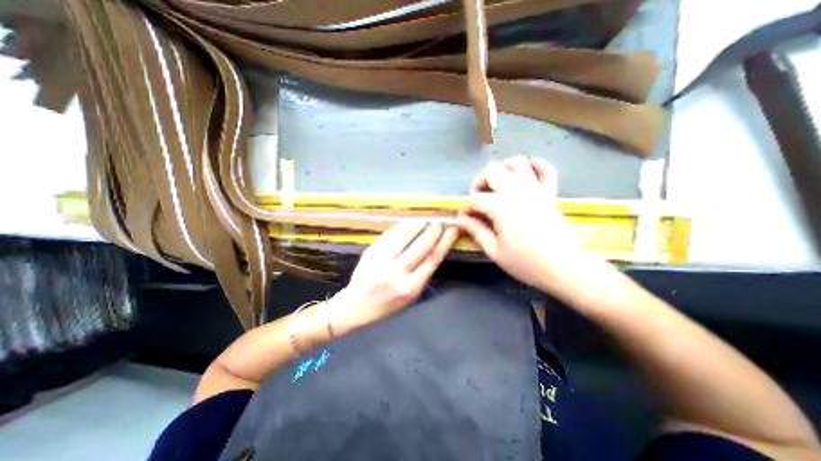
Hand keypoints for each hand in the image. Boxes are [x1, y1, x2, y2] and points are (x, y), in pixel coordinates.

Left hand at [330, 221, 457, 331]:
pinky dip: (402, 226)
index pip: (432, 259)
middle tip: (440, 222)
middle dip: (433, 231)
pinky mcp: (371, 251)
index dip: (445, 242)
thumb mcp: (411, 296)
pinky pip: (390, 234)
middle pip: (421, 245)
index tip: (452, 230)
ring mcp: (382, 260)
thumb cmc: (387, 305)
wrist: (356, 305)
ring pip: (404, 236)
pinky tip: (409, 223)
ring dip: (418, 225)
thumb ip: (423, 274)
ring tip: (426, 220)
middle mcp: (396, 272)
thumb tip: (434, 248)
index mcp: (410, 287)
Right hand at [459, 157, 586, 289]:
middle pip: (492, 171)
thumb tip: (461, 220)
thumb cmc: (526, 262)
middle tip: (479, 198)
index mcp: (501, 206)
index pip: (475, 199)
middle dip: (480, 182)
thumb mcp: (494, 251)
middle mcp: (516, 191)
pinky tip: (526, 173)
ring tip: (498, 183)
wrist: (562, 266)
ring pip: (517, 162)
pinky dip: (535, 165)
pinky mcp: (549, 192)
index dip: (467, 208)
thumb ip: (476, 231)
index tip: (466, 219)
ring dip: (503, 168)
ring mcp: (535, 189)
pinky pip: (546, 169)